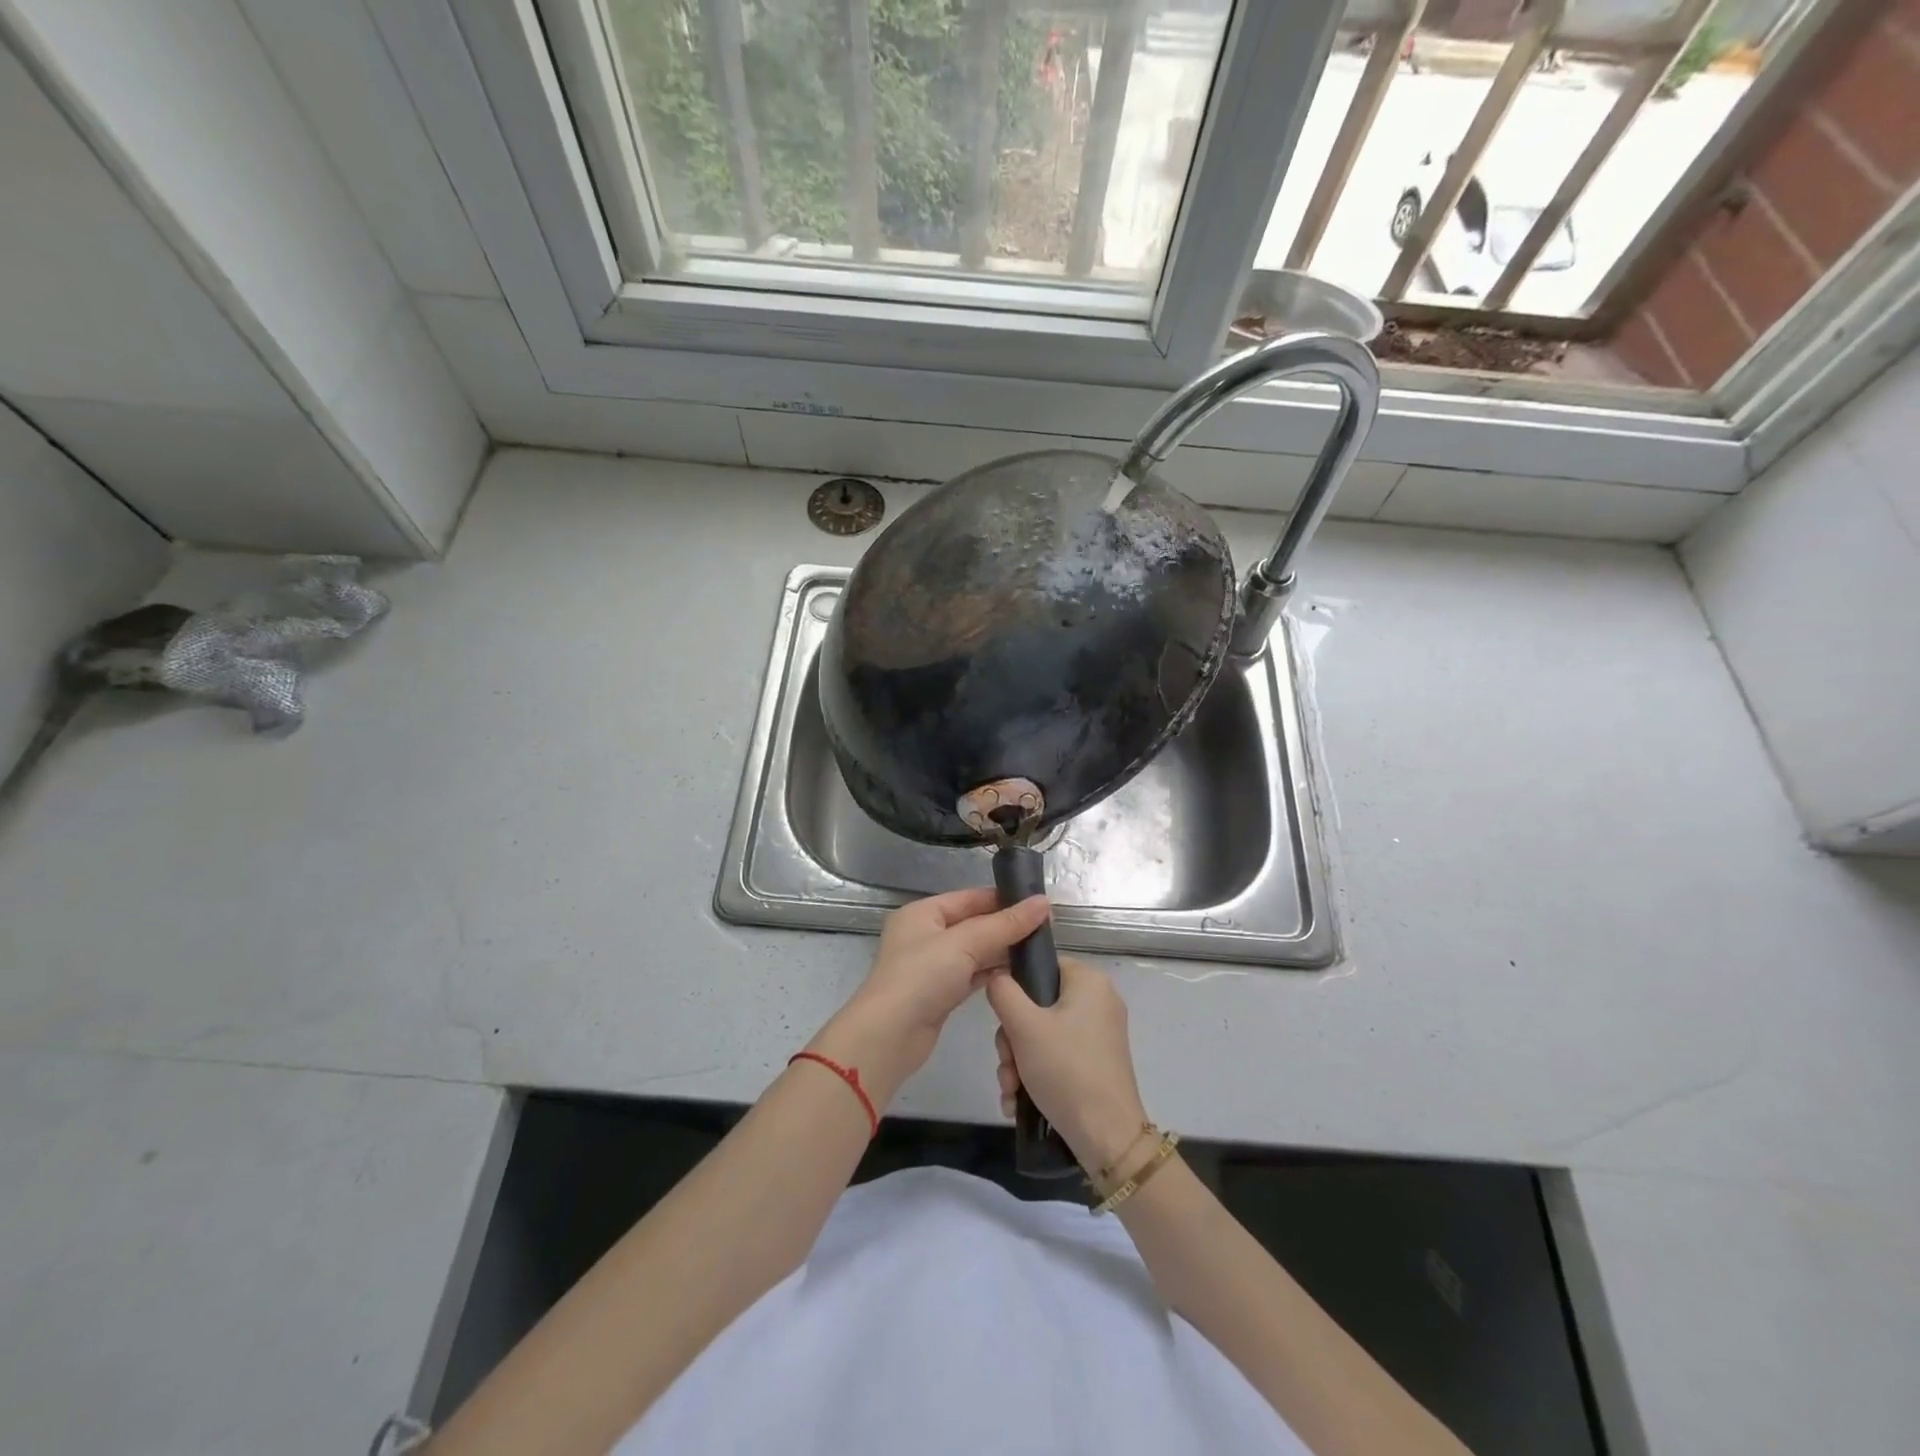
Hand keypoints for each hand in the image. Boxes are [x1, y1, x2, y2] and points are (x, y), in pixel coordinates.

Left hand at [810, 888, 1050, 1109]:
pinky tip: (1018, 975)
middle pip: (973, 924)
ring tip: (1040, 950)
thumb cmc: (922, 977)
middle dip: (1006, 926)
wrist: (889, 1036)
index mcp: (923, 913)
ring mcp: (932, 966)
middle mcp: (925, 935)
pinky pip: (972, 974)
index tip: (1040, 905)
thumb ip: (1005, 924)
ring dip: (1002, 951)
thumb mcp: (964, 943)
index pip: (969, 898)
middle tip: (1047, 929)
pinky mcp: (940, 993)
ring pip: (974, 951)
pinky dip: (992, 973)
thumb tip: (1044, 902)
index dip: (1003, 899)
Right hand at [987, 957, 1149, 1174]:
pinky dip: (1035, 1075)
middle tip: (1007, 1065)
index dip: (1015, 988)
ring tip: (1011, 1091)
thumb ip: (1003, 992)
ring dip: (1018, 1063)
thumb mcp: (1023, 1026)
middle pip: (1037, 1005)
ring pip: (1041, 1034)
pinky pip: (1056, 1056)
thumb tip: (997, 978)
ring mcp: (1098, 1034)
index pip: (1041, 965)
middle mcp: (1098, 1001)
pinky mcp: (1095, 1062)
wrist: (1106, 1137)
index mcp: (1089, 981)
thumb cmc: (1066, 1070)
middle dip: (1012, 1040)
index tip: (1001, 1019)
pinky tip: (1019, 1102)